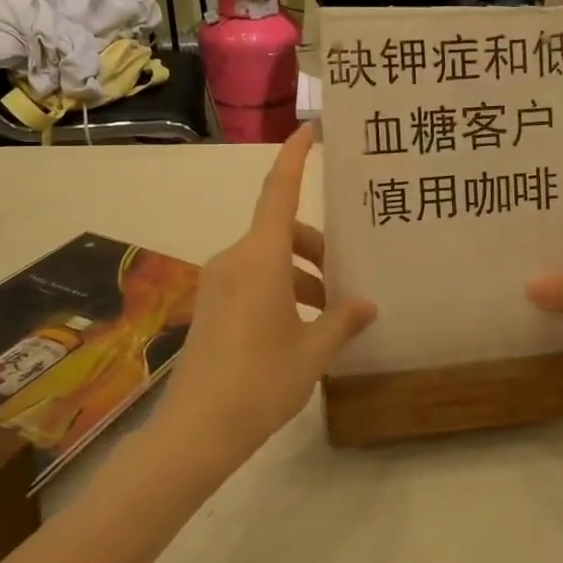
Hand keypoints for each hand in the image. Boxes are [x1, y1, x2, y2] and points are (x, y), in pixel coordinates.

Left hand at [160, 126, 375, 463]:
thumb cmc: (261, 382)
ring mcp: (217, 283)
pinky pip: (252, 280)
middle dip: (316, 246)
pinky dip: (280, 289)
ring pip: (267, 258)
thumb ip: (343, 321)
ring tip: (329, 315)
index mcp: (261, 258)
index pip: (279, 191)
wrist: (195, 432)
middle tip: (344, 280)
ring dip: (300, 274)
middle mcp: (235, 260)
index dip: (294, 157)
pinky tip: (300, 328)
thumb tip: (368, 305)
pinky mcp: (210, 306)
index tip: (309, 130)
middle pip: (281, 230)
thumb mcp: (313, 351)